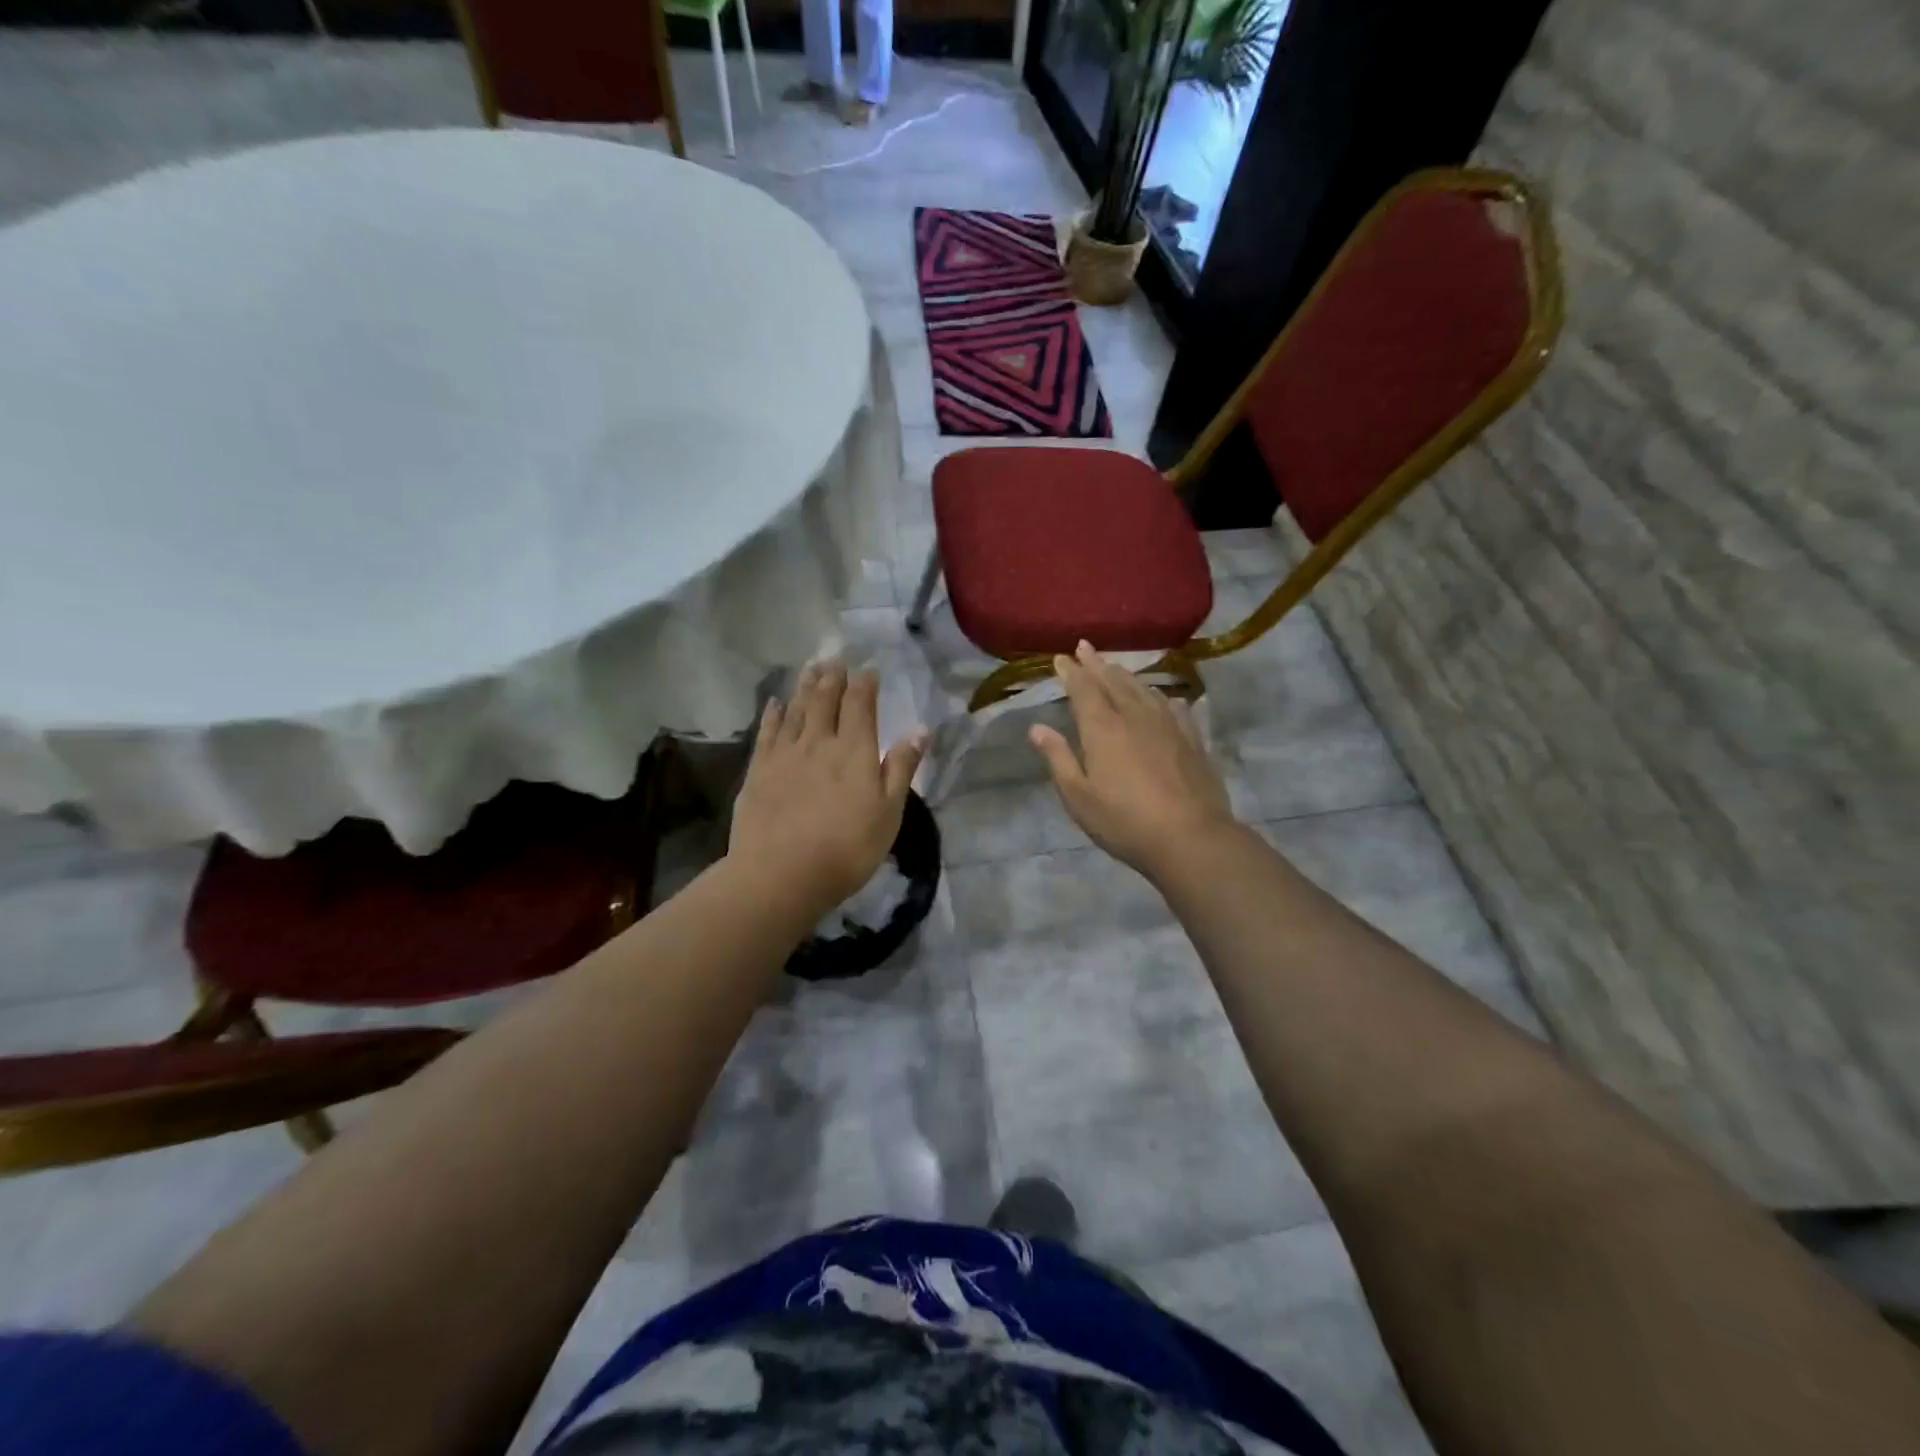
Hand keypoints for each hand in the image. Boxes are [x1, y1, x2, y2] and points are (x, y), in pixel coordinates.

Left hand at [729, 661, 927, 913]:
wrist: (780, 874)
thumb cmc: (846, 849)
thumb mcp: (889, 813)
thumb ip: (901, 768)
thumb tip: (920, 730)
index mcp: (854, 750)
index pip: (860, 705)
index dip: (864, 684)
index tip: (868, 669)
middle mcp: (819, 742)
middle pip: (825, 700)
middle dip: (832, 677)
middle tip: (835, 659)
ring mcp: (785, 754)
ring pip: (796, 709)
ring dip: (805, 686)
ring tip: (810, 668)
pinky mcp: (758, 770)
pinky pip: (767, 731)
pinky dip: (773, 713)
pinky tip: (775, 703)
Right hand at [1031, 641, 1239, 879]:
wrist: (1191, 838)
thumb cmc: (1125, 822)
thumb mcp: (1079, 797)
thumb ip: (1058, 758)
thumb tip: (1037, 728)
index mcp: (1102, 729)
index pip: (1083, 690)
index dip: (1071, 672)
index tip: (1061, 658)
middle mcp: (1134, 716)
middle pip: (1113, 681)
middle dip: (1096, 664)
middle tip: (1085, 647)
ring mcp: (1167, 725)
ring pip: (1143, 689)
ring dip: (1125, 675)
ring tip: (1115, 667)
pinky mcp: (1192, 738)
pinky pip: (1172, 706)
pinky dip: (1160, 695)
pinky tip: (1161, 696)